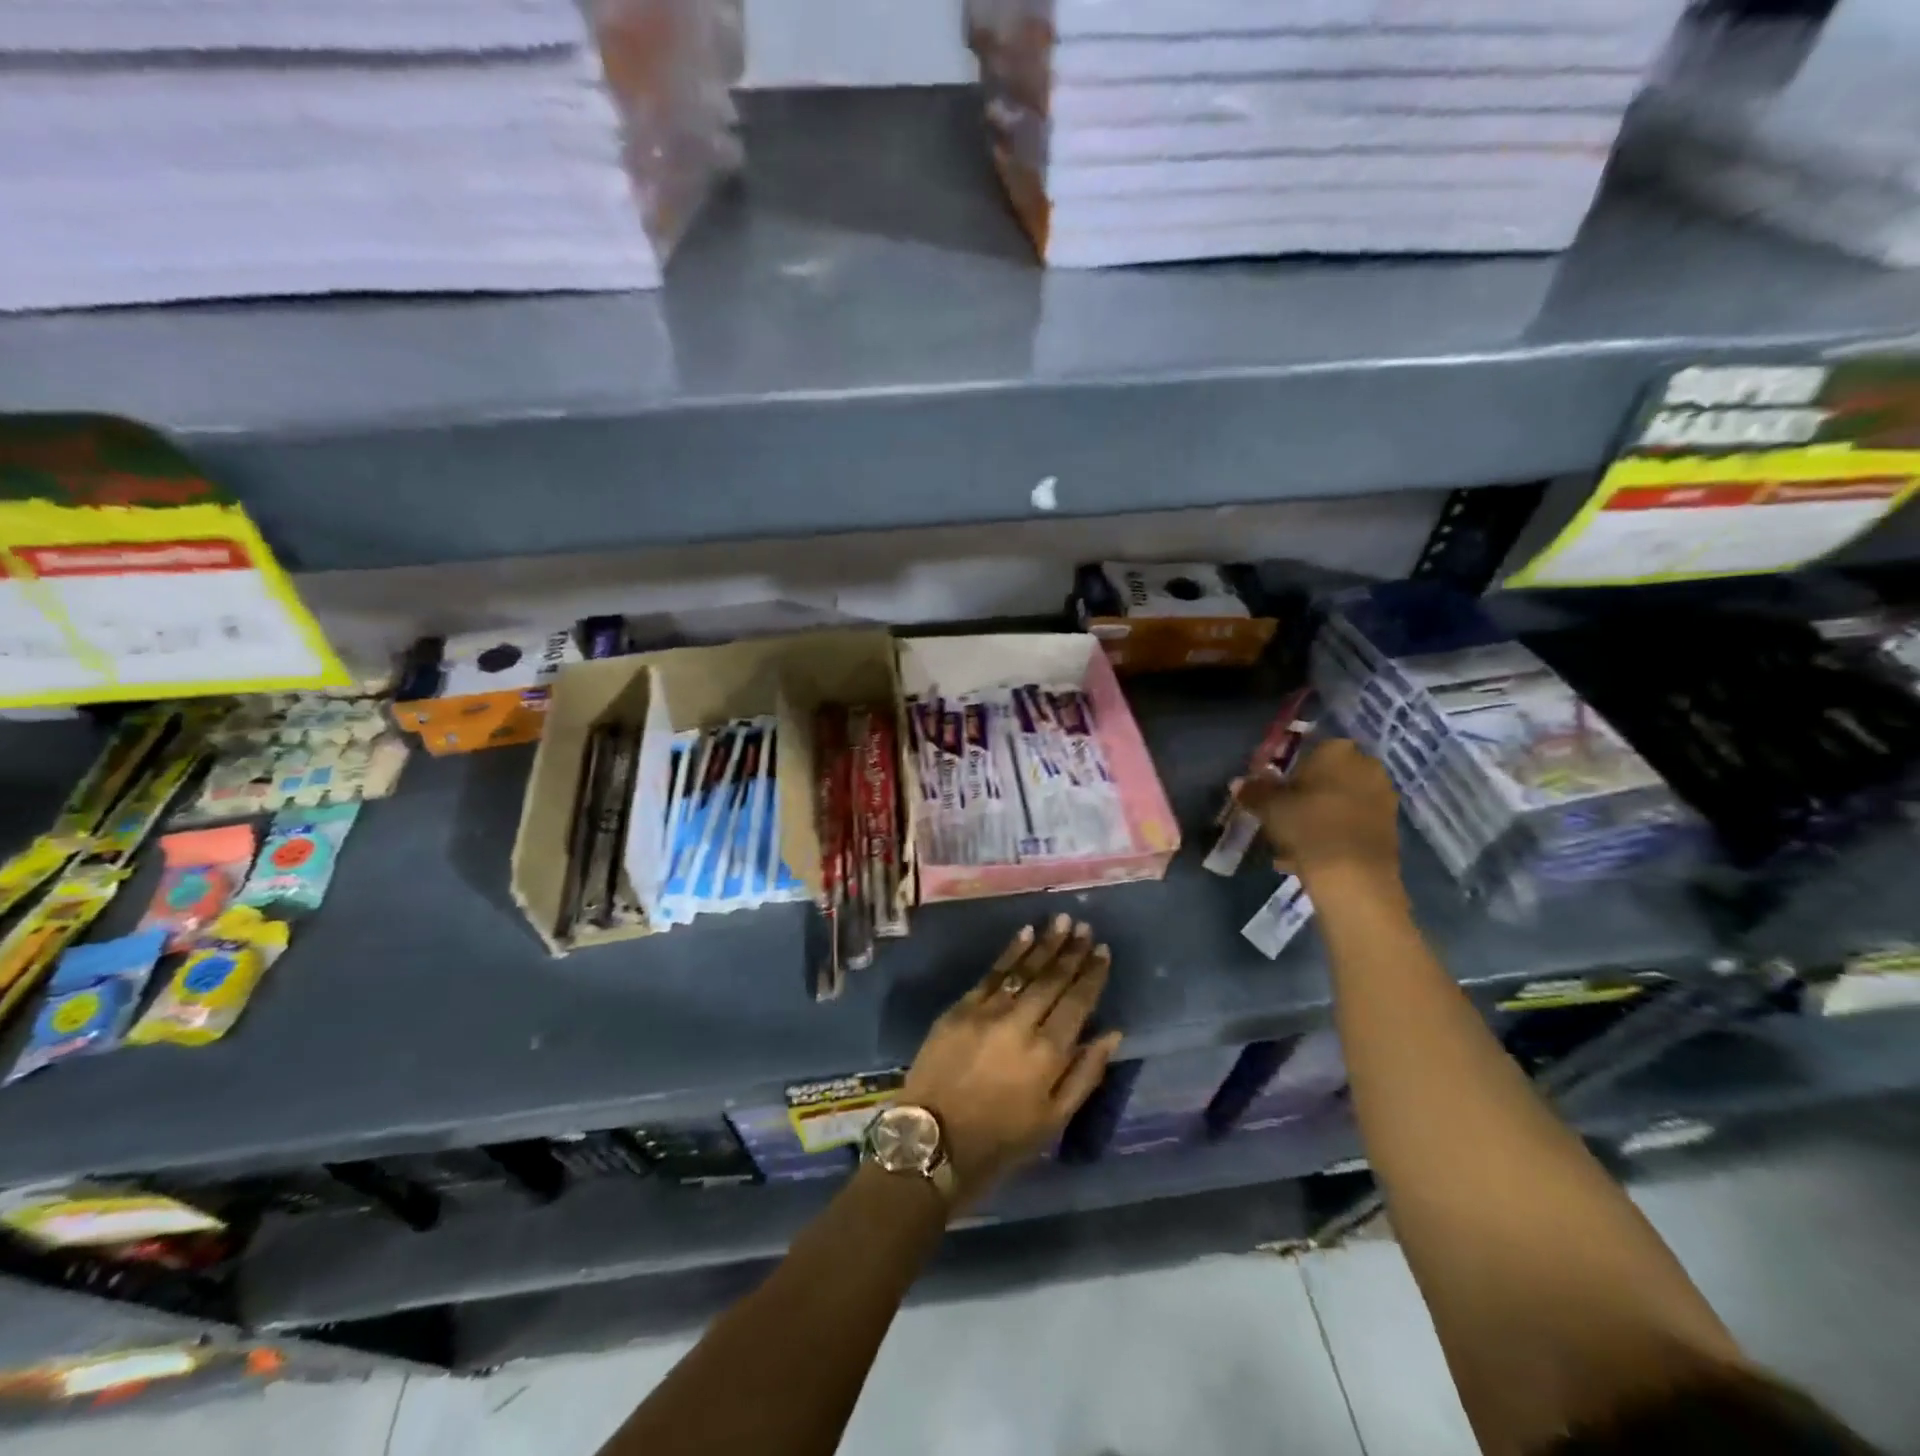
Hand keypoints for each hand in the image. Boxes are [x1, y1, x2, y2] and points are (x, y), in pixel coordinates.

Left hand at [901, 914, 1123, 1207]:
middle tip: (1085, 927)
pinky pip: (991, 973)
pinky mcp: (960, 1008)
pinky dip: (1010, 953)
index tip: (1103, 950)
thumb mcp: (1053, 1120)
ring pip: (1023, 969)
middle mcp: (1021, 1023)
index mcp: (1048, 1053)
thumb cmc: (1000, 1139)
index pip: (1077, 1002)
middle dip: (1071, 951)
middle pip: (1052, 979)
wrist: (934, 1140)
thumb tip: (1112, 1032)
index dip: (1092, 974)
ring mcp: (988, 1011)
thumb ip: (1085, 1074)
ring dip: (1045, 944)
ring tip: (1062, 921)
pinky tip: (1024, 935)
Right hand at [1235, 738, 1400, 885]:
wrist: (1354, 875)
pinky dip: (1335, 834)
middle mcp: (1366, 766)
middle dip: (1307, 794)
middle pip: (1327, 776)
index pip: (1309, 750)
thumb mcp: (1268, 807)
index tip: (1275, 791)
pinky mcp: (1391, 827)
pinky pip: (1353, 823)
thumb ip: (1253, 792)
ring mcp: (1383, 796)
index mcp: (1337, 750)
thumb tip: (1238, 783)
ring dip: (1320, 816)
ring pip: (1340, 801)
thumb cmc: (1308, 826)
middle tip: (1284, 815)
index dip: (1289, 771)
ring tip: (1295, 843)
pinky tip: (1313, 856)